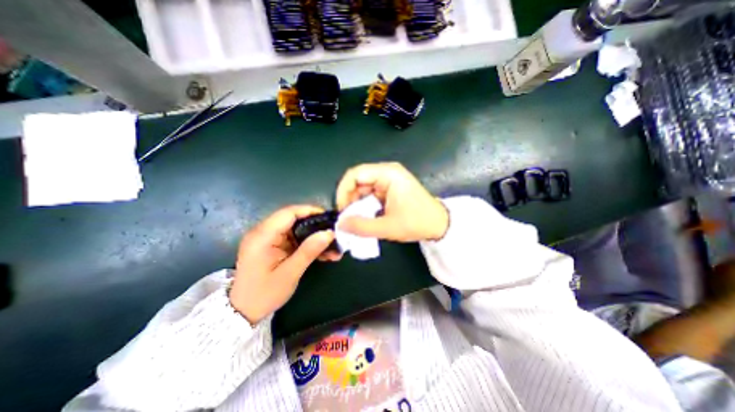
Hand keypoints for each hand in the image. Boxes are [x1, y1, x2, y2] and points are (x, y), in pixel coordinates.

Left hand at [228, 204, 339, 322]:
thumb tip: (329, 233)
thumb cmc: (264, 294)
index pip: (288, 213)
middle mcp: (263, 232)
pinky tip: (322, 253)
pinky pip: (294, 239)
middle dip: (316, 226)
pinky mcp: (273, 245)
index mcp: (262, 236)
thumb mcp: (290, 273)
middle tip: (334, 234)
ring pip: (296, 229)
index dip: (310, 211)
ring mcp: (268, 239)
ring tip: (332, 248)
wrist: (243, 312)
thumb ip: (309, 251)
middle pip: (294, 219)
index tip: (329, 218)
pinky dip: (308, 244)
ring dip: (314, 237)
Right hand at [337, 163, 450, 242]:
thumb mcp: (387, 227)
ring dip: (356, 202)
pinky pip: (370, 192)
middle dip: (349, 198)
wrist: (439, 224)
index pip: (355, 174)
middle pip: (358, 180)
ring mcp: (389, 179)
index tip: (342, 209)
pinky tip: (365, 215)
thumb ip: (361, 226)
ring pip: (363, 187)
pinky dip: (365, 204)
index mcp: (388, 174)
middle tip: (347, 217)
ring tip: (356, 219)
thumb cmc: (417, 222)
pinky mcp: (390, 187)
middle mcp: (387, 172)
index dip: (343, 190)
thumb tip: (341, 224)